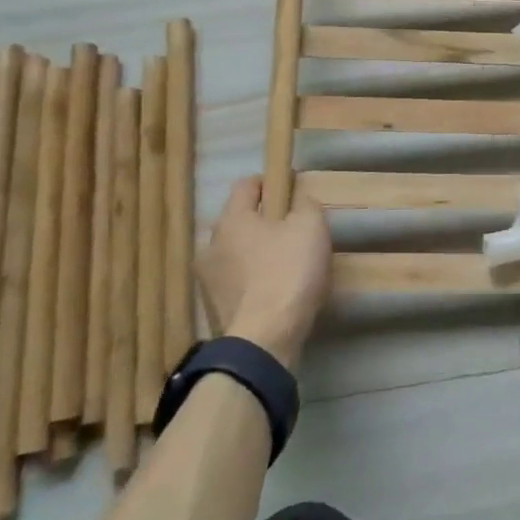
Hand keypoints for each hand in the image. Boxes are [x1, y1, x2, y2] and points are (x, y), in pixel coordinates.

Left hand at [198, 177, 332, 371]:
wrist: (265, 337)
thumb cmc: (288, 271)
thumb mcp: (311, 227)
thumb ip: (305, 205)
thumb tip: (299, 201)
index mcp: (232, 219)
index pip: (246, 185)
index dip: (270, 182)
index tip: (290, 189)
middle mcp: (212, 243)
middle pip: (240, 220)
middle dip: (264, 220)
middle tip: (293, 229)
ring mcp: (209, 279)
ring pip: (237, 252)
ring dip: (256, 252)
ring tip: (284, 264)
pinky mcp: (214, 307)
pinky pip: (236, 281)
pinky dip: (253, 280)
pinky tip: (274, 290)